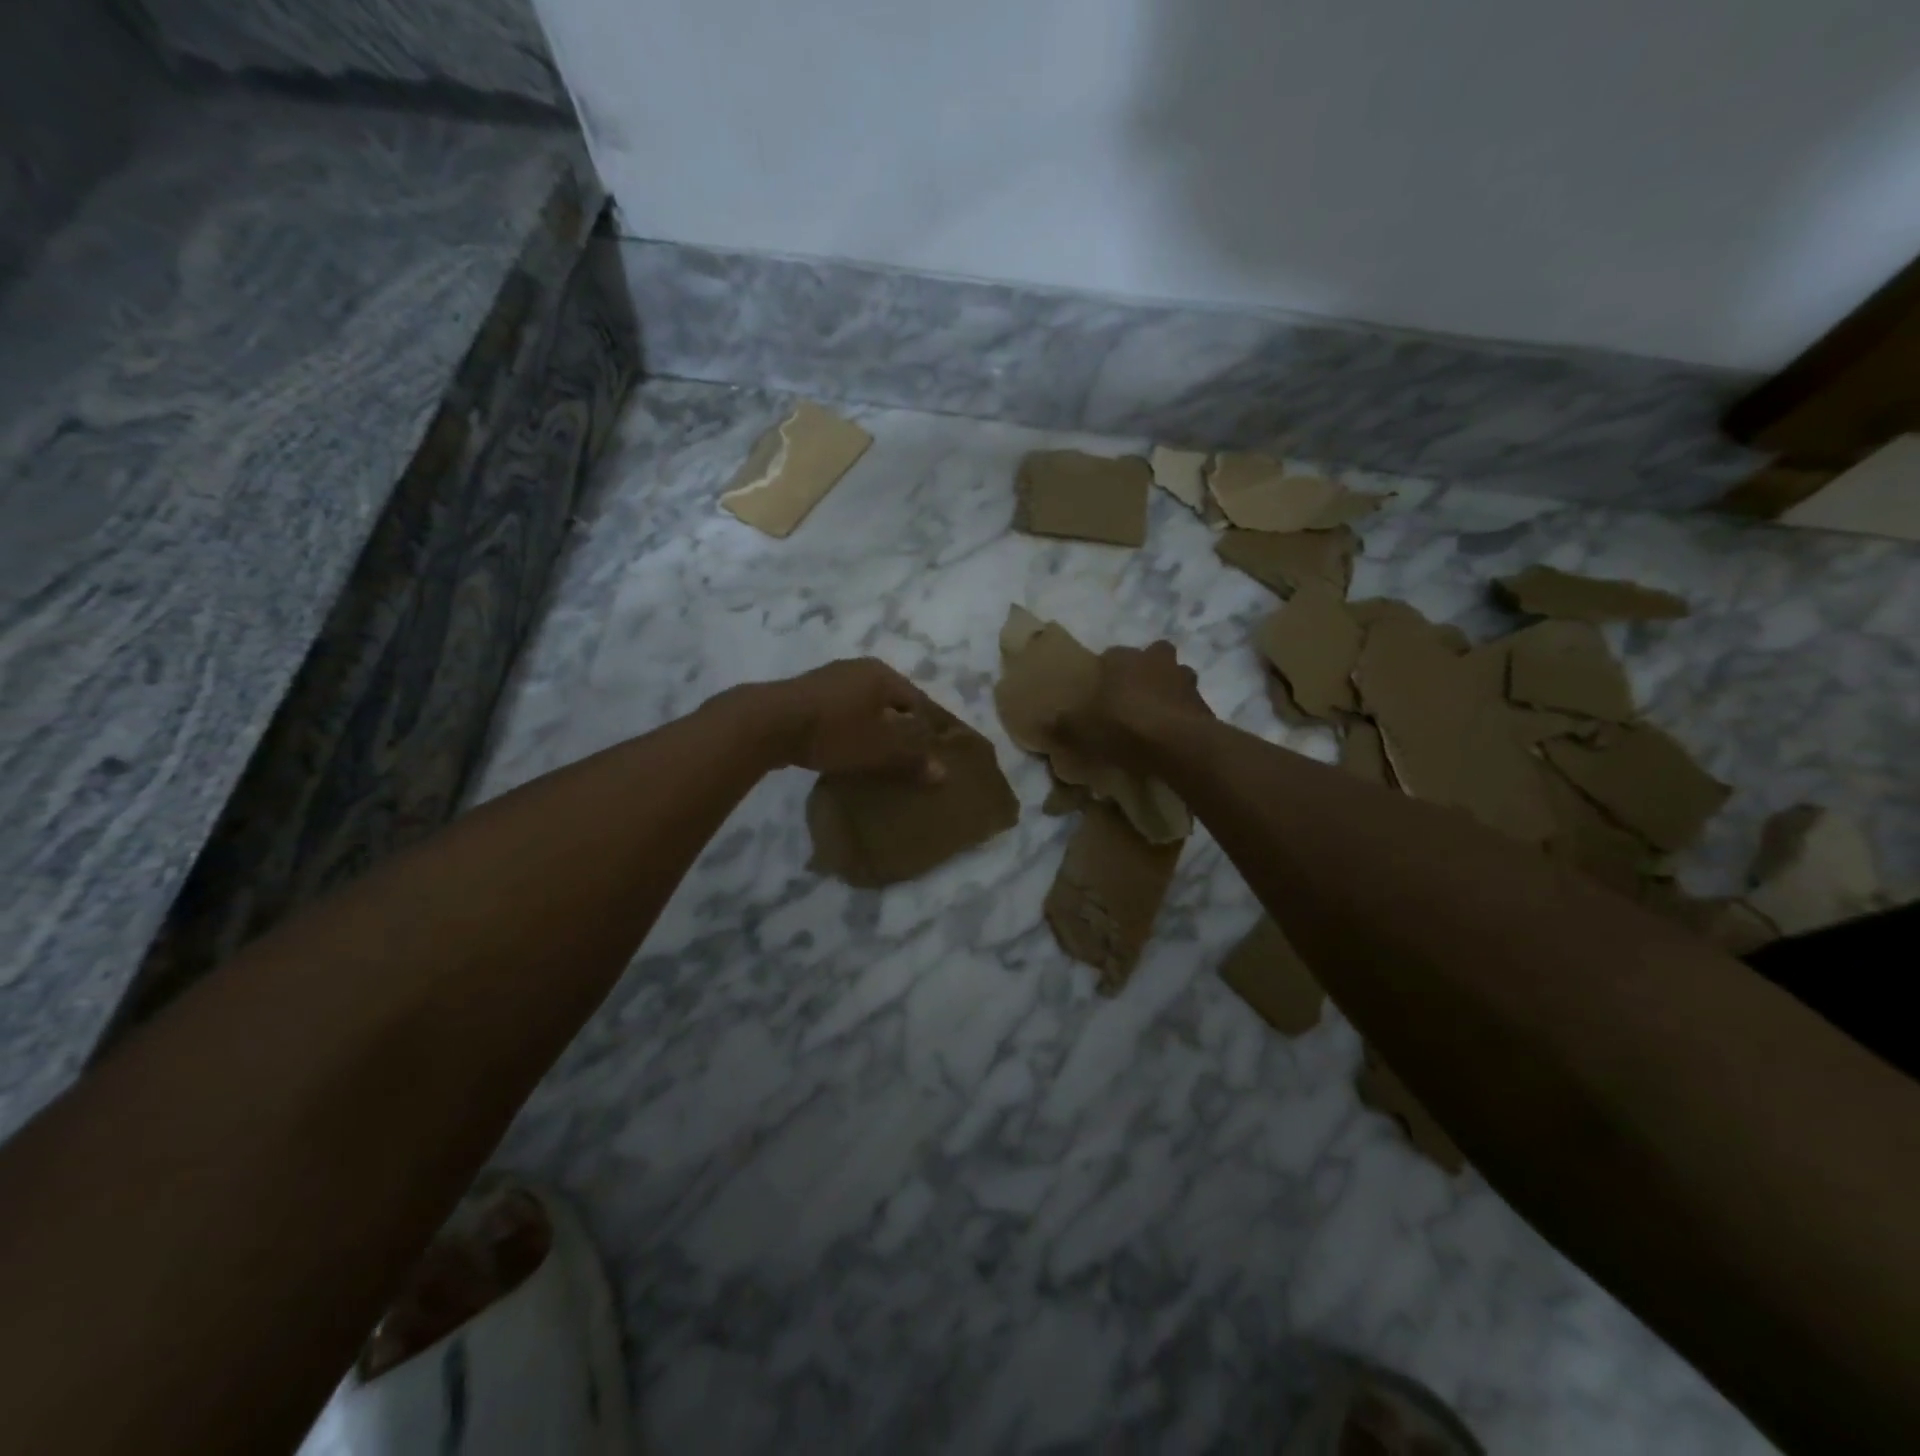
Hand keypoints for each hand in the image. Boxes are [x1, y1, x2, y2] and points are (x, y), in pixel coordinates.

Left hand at [759, 658, 944, 780]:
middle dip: (896, 731)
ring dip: (869, 731)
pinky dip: (845, 730)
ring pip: (862, 708)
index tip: (924, 758)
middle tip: (901, 762)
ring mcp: (828, 679)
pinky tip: (841, 751)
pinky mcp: (804, 695)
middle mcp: (858, 669)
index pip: (917, 702)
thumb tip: (943, 772)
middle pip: (889, 703)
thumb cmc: (835, 731)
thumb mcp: (880, 749)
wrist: (768, 723)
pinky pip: (838, 714)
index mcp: (883, 674)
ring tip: (872, 760)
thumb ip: (912, 760)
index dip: (925, 730)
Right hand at [1054, 640, 1214, 773]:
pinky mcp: (1204, 703)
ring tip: (1155, 717)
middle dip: (1144, 672)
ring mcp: (1185, 680)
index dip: (1105, 673)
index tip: (1099, 694)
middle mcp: (1156, 660)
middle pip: (1151, 657)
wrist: (1177, 743)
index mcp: (1123, 658)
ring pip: (1175, 677)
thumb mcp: (1081, 729)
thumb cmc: (1122, 725)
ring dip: (1167, 691)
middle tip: (1132, 698)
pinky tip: (1170, 736)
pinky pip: (1188, 705)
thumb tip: (1042, 723)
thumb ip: (1062, 725)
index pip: (1111, 655)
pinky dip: (1181, 715)